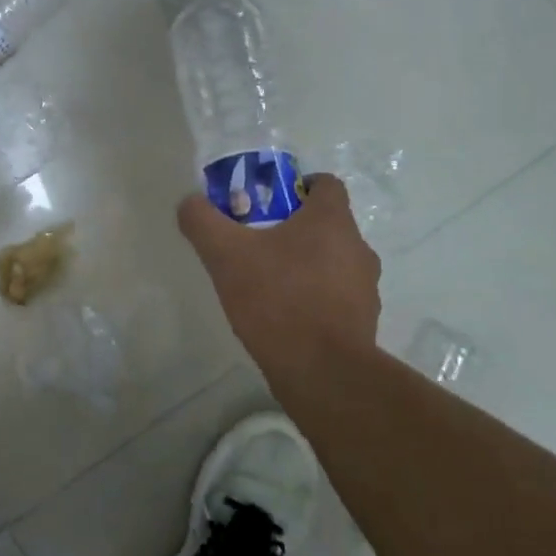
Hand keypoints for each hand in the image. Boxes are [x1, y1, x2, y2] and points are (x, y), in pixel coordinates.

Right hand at [177, 174, 381, 367]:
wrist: (322, 372)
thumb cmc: (277, 299)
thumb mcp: (225, 255)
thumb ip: (203, 221)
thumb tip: (190, 203)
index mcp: (332, 220)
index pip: (326, 183)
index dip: (298, 186)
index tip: (268, 203)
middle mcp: (358, 247)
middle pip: (326, 223)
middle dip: (293, 228)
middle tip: (256, 243)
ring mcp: (365, 287)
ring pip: (333, 261)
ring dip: (306, 264)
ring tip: (268, 284)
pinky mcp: (364, 321)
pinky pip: (337, 296)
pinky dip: (315, 297)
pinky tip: (285, 316)